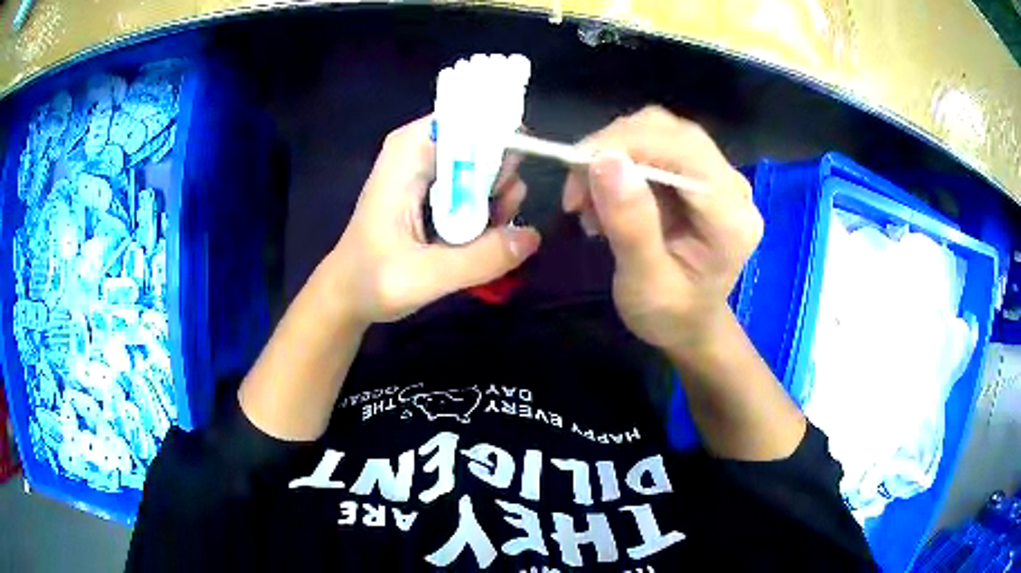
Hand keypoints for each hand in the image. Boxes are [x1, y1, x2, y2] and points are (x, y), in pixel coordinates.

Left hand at [323, 116, 540, 327]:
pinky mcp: (433, 191)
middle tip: (498, 216)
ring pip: (483, 165)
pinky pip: (474, 186)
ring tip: (487, 234)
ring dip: (496, 198)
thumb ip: (481, 257)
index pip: (470, 118)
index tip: (508, 183)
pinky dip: (486, 209)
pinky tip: (480, 237)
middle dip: (500, 176)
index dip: (501, 141)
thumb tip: (533, 236)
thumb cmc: (373, 280)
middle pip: (483, 140)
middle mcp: (421, 149)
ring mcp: (428, 170)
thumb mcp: (426, 275)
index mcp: (410, 150)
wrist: (347, 296)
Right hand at [564, 106, 761, 354]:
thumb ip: (631, 225)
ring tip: (586, 200)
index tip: (578, 165)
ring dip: (613, 154)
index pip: (686, 152)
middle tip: (575, 186)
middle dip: (616, 147)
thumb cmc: (669, 315)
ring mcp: (718, 177)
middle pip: (673, 133)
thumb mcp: (644, 283)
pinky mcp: (698, 175)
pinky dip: (619, 162)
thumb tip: (604, 161)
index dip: (630, 143)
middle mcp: (733, 187)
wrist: (689, 325)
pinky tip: (603, 198)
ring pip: (660, 132)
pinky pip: (654, 146)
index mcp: (732, 219)